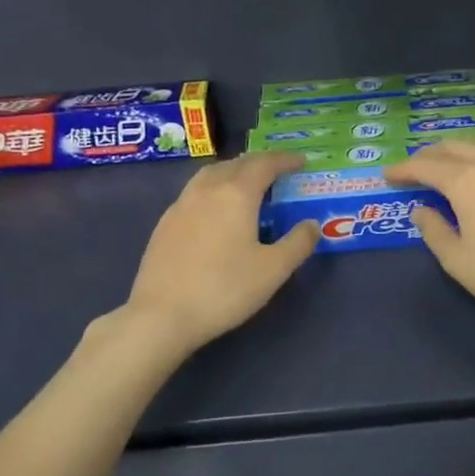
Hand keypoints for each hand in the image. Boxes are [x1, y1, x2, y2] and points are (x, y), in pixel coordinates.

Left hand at [120, 153, 318, 352]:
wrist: (162, 315)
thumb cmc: (225, 289)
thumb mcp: (273, 270)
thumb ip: (298, 243)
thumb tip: (312, 224)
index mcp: (236, 194)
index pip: (264, 164)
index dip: (285, 160)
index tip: (301, 161)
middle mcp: (206, 190)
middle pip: (235, 164)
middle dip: (259, 163)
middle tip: (277, 171)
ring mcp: (180, 205)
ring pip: (210, 175)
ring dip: (232, 172)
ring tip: (246, 184)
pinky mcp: (164, 224)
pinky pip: (194, 193)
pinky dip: (213, 190)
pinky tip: (215, 211)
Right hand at [386, 138, 474, 334]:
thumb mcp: (458, 261)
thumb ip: (434, 230)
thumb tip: (422, 210)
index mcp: (467, 181)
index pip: (426, 166)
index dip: (403, 169)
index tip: (388, 176)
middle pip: (455, 147)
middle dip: (431, 156)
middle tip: (416, 170)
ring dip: (465, 150)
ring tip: (455, 165)